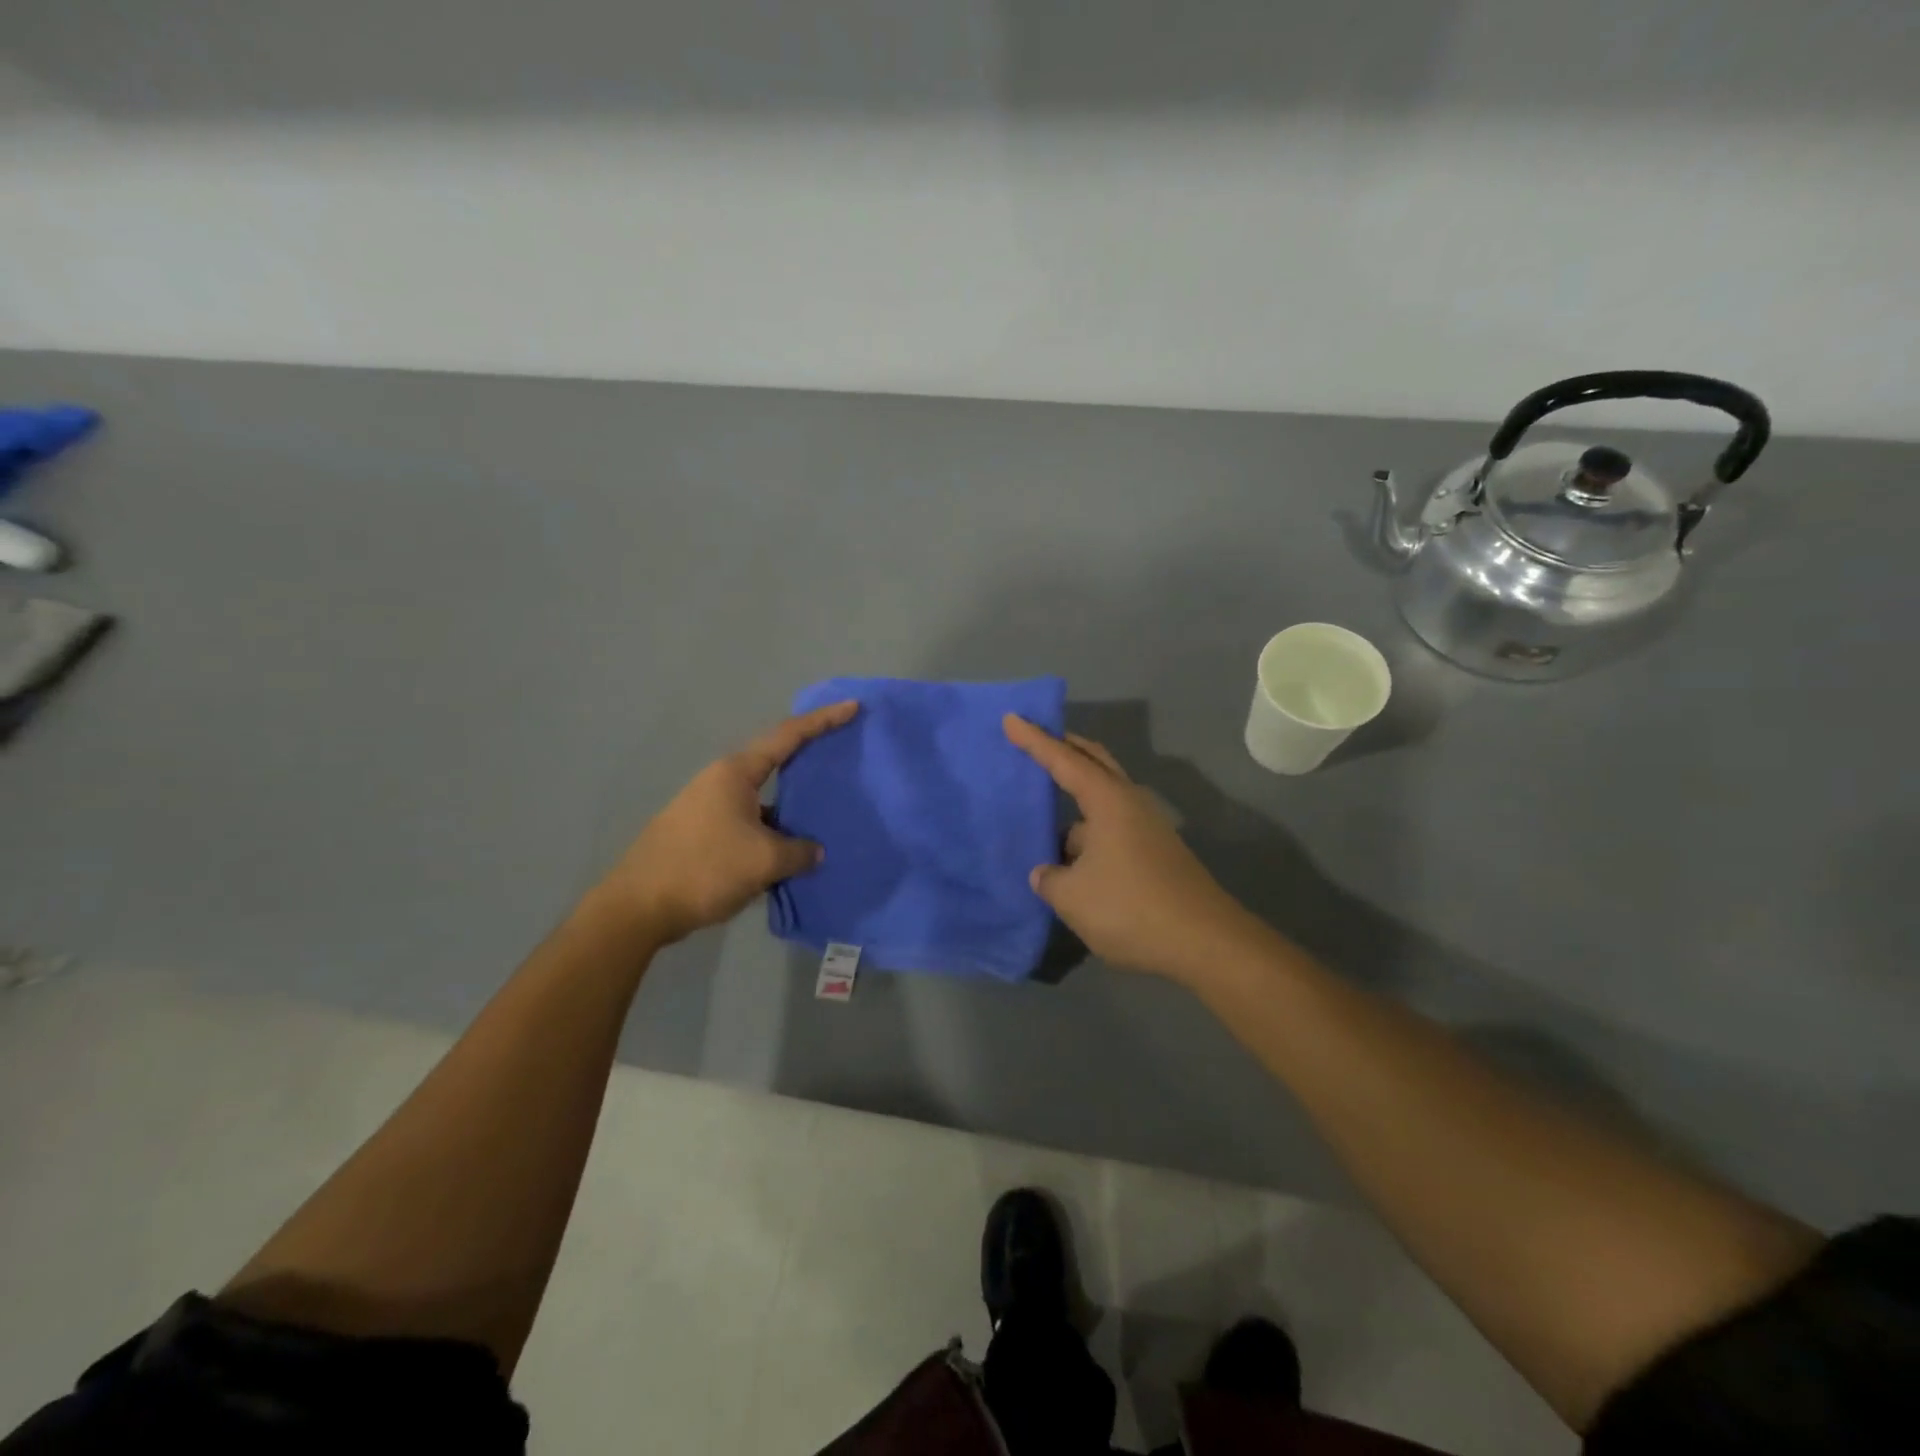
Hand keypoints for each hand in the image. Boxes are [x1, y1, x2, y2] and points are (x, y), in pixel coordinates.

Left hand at [596, 701, 858, 945]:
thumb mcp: (764, 860)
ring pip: (762, 799)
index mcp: (736, 773)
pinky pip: (749, 822)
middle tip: (841, 757)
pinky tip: (789, 853)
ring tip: (821, 816)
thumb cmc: (705, 868)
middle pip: (774, 763)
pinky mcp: (702, 833)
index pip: (788, 736)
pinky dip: (772, 831)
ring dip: (790, 807)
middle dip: (807, 760)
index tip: (852, 707)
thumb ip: (799, 852)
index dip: (822, 721)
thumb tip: (814, 852)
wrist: (638, 907)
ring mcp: (708, 807)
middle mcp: (721, 782)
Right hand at [1003, 714, 1259, 983]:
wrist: (1205, 943)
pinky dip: (1087, 828)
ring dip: (1075, 797)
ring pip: (1103, 799)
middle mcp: (1130, 803)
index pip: (1063, 760)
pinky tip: (1070, 857)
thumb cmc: (1131, 908)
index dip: (1034, 740)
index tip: (1011, 719)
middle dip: (1064, 748)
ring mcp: (1147, 828)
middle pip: (1094, 762)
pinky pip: (1111, 826)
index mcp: (1108, 801)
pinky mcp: (1155, 853)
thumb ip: (1049, 879)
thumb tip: (1046, 872)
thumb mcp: (1073, 897)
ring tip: (1043, 811)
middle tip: (1035, 740)